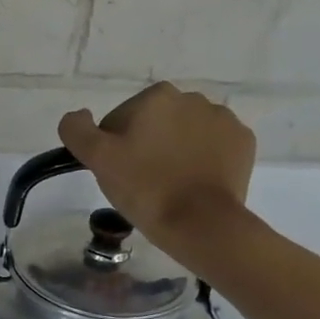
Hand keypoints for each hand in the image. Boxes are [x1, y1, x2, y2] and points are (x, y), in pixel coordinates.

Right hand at [58, 82, 256, 271]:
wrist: (200, 222)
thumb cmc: (145, 188)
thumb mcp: (98, 160)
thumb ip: (78, 131)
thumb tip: (77, 116)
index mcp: (157, 96)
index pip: (120, 120)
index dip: (113, 148)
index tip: (118, 173)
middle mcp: (193, 98)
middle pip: (154, 124)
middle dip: (146, 146)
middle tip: (140, 182)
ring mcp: (223, 119)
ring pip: (185, 134)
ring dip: (174, 152)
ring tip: (168, 186)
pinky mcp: (243, 142)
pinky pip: (213, 147)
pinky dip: (202, 161)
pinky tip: (193, 184)